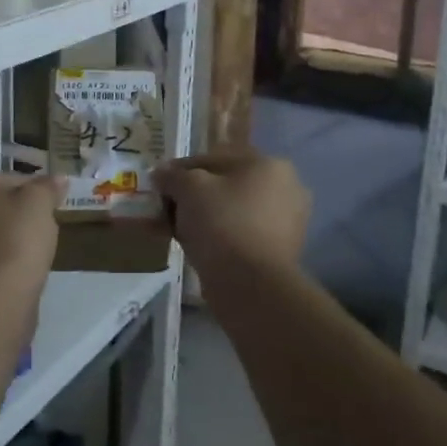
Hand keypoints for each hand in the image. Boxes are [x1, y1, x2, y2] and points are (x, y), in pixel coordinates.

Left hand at [0, 171, 63, 299]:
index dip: (27, 189)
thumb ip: (47, 187)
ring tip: (29, 249)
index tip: (46, 203)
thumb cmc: (12, 237)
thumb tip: (59, 179)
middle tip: (39, 225)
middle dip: (10, 213)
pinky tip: (13, 268)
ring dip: (0, 236)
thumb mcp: (38, 202)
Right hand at [155, 150, 309, 280]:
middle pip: (226, 185)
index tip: (159, 185)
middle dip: (195, 196)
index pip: (214, 159)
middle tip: (168, 209)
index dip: (181, 170)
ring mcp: (287, 222)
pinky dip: (220, 237)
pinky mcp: (281, 252)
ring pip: (233, 211)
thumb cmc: (222, 223)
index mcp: (269, 164)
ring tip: (177, 230)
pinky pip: (241, 234)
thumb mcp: (189, 189)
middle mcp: (286, 188)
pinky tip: (196, 247)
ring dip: (205, 217)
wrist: (250, 285)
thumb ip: (173, 176)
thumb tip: (161, 173)